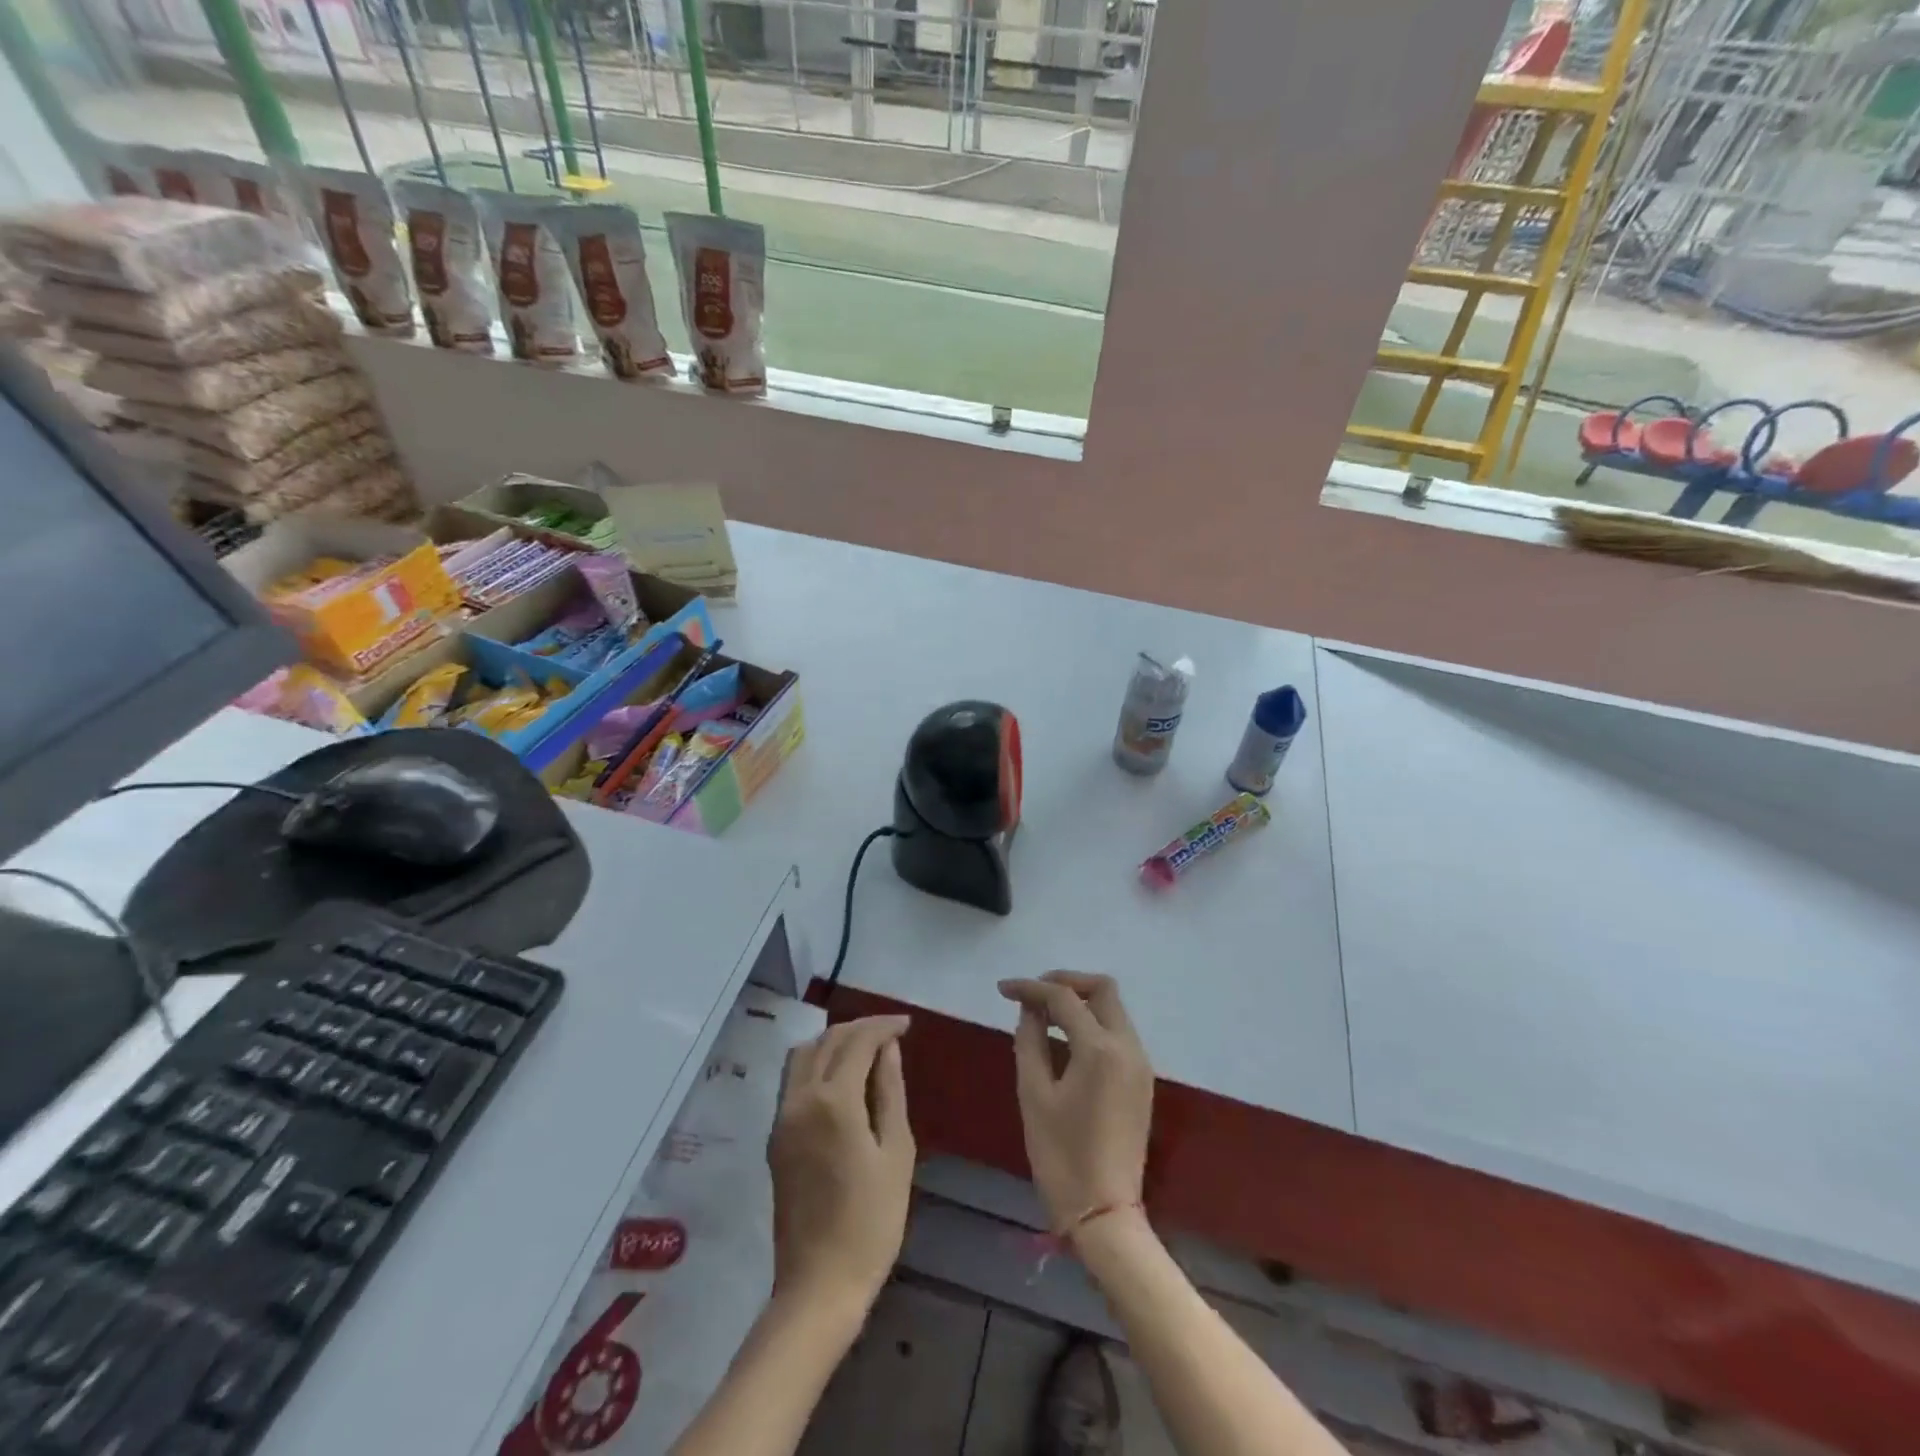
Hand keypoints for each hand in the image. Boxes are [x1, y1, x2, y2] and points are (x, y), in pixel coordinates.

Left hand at [768, 1015, 915, 1316]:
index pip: (856, 1041)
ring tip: (867, 1049)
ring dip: (834, 1041)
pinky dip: (818, 1063)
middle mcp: (800, 1099)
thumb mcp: (896, 1153)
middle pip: (827, 1040)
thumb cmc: (871, 1222)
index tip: (907, 1024)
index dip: (882, 1026)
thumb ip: (890, 1092)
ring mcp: (782, 1118)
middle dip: (860, 1028)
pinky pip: (794, 1079)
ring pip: (804, 1055)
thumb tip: (888, 1049)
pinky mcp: (776, 1137)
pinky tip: (842, 1077)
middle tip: (891, 1033)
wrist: (819, 1286)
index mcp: (833, 1101)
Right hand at [997, 972, 1152, 1236]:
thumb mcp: (1034, 1095)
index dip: (1031, 988)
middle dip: (1066, 983)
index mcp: (1100, 1050)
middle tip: (1033, 994)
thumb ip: (1030, 1041)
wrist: (1105, 1216)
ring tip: (1043, 1015)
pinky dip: (1092, 1024)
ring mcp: (1140, 1064)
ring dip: (1080, 1002)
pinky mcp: (1141, 1081)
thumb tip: (1030, 1010)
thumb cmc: (1061, 1157)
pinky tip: (1065, 1040)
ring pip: (1113, 1009)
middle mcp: (1128, 1047)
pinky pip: (1117, 1033)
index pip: (1064, 998)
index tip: (1003, 989)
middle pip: (1103, 990)